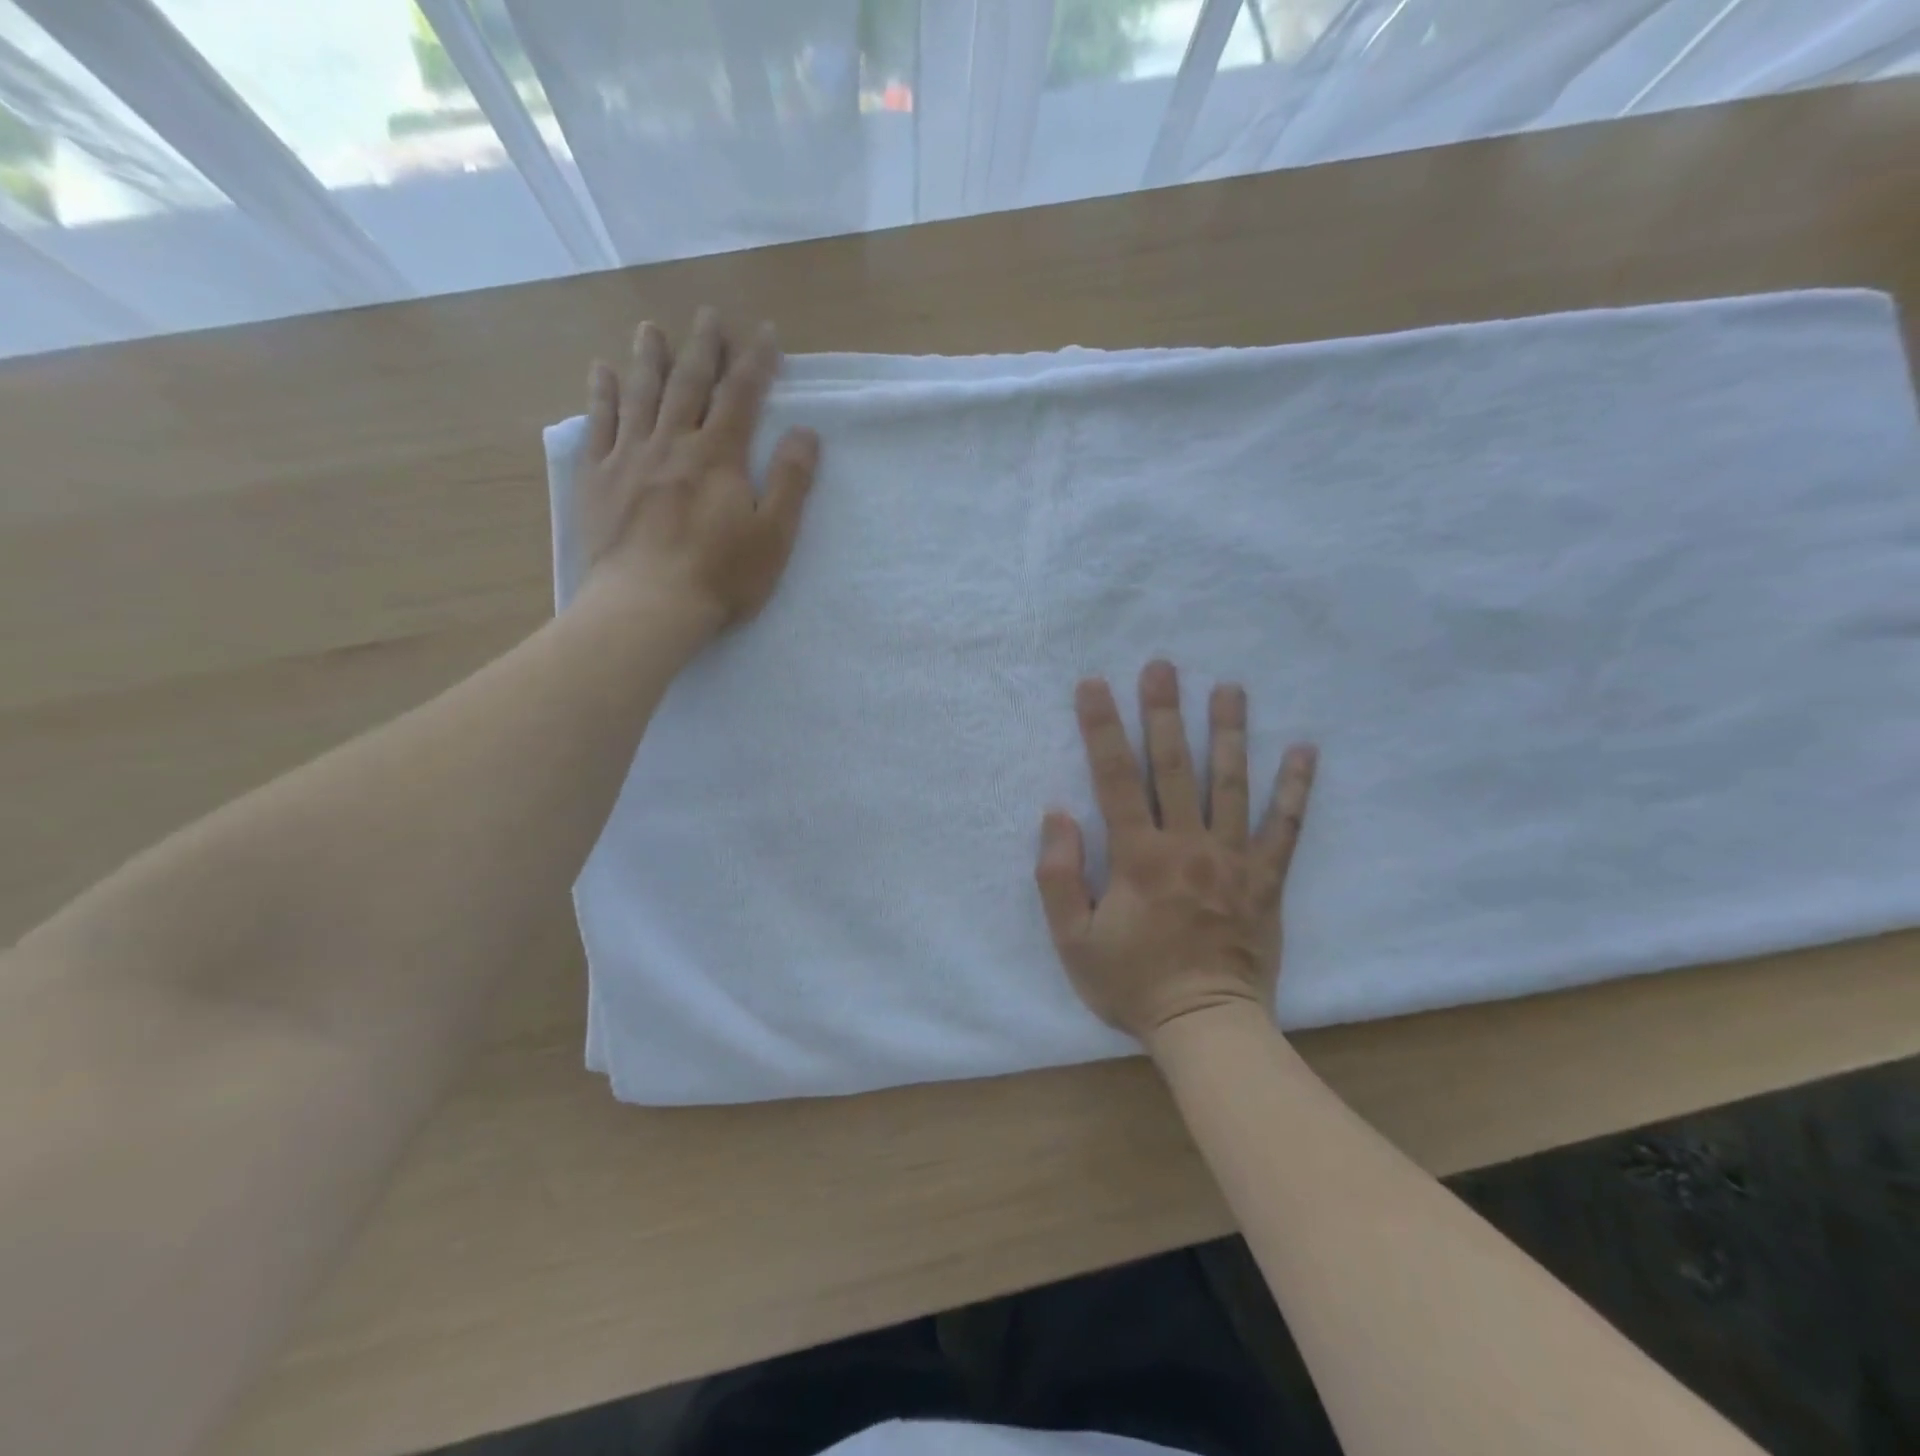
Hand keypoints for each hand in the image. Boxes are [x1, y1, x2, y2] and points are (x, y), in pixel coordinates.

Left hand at [574, 307, 819, 632]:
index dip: (756, 362)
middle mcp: (672, 443)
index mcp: (718, 456)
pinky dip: (601, 394)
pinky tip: (601, 372)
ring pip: (640, 394)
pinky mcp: (598, 479)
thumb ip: (791, 482)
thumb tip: (806, 432)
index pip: (741, 396)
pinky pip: (598, 424)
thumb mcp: (773, 537)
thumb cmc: (720, 577)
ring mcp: (629, 457)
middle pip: (689, 384)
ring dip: (649, 358)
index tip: (766, 333)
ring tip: (652, 330)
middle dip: (703, 348)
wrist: (646, 606)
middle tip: (709, 316)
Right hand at [1035, 661, 1316, 1043]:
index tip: (1094, 685)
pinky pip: (1285, 827)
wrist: (1206, 1026)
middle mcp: (1187, 844)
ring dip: (1228, 732)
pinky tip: (1305, 751)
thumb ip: (1058, 875)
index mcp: (1138, 856)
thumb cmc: (1134, 984)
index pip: (1114, 778)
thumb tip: (1057, 814)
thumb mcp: (1073, 940)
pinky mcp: (1266, 879)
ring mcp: (1233, 859)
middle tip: (1162, 666)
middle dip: (1164, 712)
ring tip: (1230, 688)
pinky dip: (1296, 789)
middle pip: (1173, 766)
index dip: (1101, 728)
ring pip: (1230, 784)